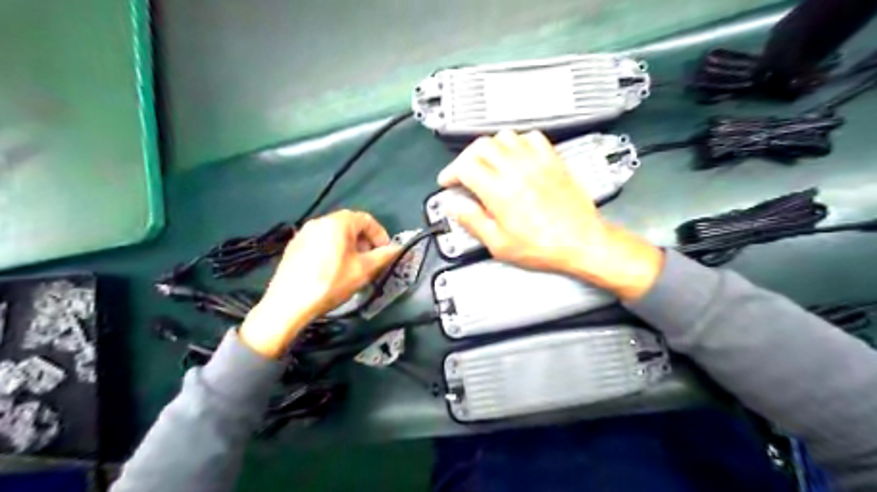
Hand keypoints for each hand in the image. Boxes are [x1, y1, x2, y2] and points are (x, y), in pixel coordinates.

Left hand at [243, 209, 399, 356]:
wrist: (289, 304)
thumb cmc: (331, 283)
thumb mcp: (364, 270)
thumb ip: (384, 256)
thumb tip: (398, 248)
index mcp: (337, 222)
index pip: (366, 219)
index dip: (380, 235)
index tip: (385, 252)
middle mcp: (319, 221)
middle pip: (349, 225)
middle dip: (364, 241)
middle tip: (370, 260)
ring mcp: (303, 233)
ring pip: (334, 234)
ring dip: (349, 246)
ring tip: (352, 267)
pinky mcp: (293, 247)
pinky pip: (320, 242)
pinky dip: (332, 250)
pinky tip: (331, 271)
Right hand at [438, 129, 664, 299]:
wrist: (582, 241)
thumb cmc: (545, 246)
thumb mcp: (500, 244)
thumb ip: (473, 222)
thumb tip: (455, 208)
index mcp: (499, 191)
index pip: (464, 166)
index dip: (450, 172)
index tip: (448, 181)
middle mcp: (516, 170)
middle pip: (481, 146)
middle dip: (466, 157)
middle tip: (464, 172)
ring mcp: (536, 162)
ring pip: (504, 136)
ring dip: (490, 148)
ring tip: (488, 163)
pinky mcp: (553, 160)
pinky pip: (532, 137)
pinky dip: (518, 142)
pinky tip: (517, 156)